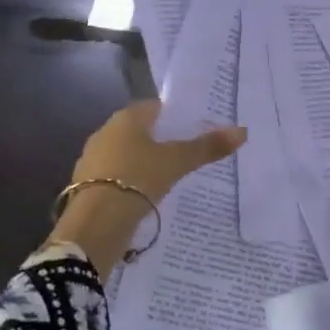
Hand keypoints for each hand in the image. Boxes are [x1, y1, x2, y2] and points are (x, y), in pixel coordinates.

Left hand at [50, 101, 245, 275]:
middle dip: (161, 141)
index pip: (155, 108)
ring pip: (127, 155)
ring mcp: (92, 159)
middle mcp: (105, 132)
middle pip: (140, 131)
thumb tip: (242, 131)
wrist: (95, 222)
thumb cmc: (138, 178)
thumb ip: (207, 147)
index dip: (176, 117)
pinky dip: (132, 183)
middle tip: (188, 155)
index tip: (197, 130)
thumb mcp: (177, 162)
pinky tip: (146, 197)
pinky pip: (117, 177)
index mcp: (126, 118)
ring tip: (171, 179)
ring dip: (145, 164)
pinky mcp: (86, 185)